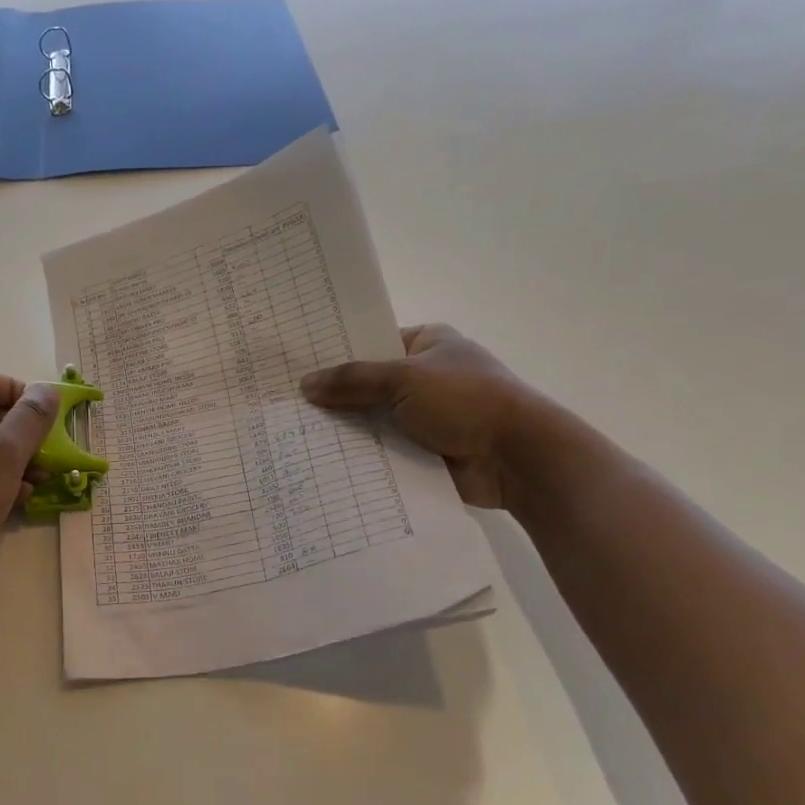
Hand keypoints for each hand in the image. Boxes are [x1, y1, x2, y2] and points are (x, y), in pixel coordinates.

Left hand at [0, 370, 57, 598]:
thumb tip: (47, 391)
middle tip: (54, 451)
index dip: (19, 392)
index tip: (48, 415)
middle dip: (25, 433)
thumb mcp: (4, 452)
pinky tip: (24, 498)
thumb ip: (31, 418)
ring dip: (18, 460)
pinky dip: (1, 482)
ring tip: (45, 478)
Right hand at [300, 324, 552, 509]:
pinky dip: (362, 456)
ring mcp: (426, 416)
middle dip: (335, 397)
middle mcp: (425, 376)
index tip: (297, 366)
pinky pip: (384, 450)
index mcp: (427, 344)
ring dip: (347, 430)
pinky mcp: (425, 450)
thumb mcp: (404, 379)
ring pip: (373, 419)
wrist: (518, 457)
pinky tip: (323, 461)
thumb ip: (352, 380)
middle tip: (287, 404)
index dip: (337, 354)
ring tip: (294, 434)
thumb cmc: (465, 400)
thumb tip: (305, 385)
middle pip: (368, 384)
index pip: (372, 343)